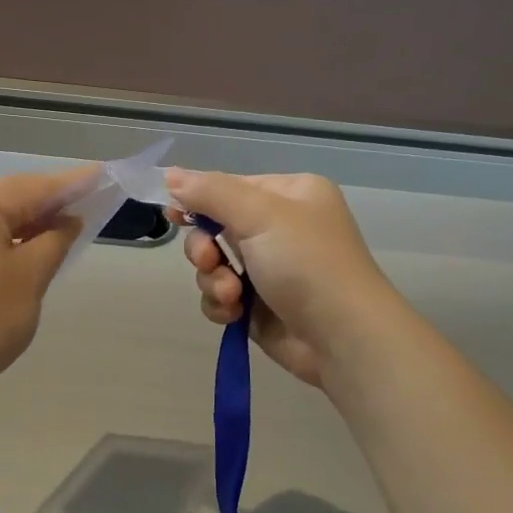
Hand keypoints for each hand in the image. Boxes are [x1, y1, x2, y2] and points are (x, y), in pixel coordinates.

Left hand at [0, 169, 88, 400]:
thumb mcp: (31, 277)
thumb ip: (56, 239)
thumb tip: (68, 220)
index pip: (35, 186)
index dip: (73, 184)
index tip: (102, 176)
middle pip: (6, 196)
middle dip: (44, 205)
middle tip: (82, 211)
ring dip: (18, 223)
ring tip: (54, 233)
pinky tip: (14, 251)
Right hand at [166, 169, 398, 387]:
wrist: (342, 338)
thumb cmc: (307, 264)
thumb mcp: (260, 215)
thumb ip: (210, 192)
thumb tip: (170, 174)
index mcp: (289, 195)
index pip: (230, 187)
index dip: (198, 200)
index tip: (173, 214)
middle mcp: (280, 228)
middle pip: (216, 227)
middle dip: (205, 248)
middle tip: (209, 261)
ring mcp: (270, 269)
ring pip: (214, 265)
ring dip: (213, 280)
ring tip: (232, 295)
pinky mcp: (260, 305)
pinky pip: (222, 296)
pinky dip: (222, 304)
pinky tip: (234, 314)